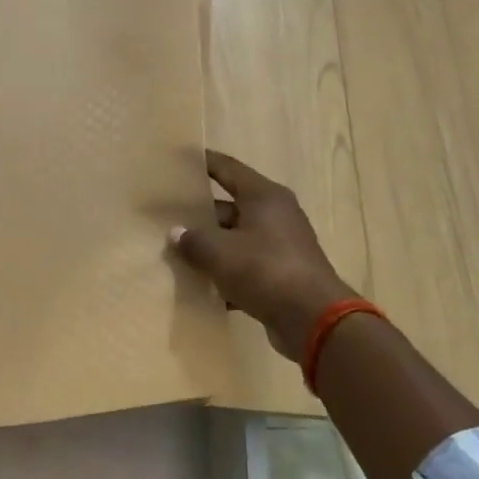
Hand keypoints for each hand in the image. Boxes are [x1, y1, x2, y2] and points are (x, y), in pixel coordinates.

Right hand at [169, 150, 356, 358]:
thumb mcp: (219, 253)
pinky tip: (199, 285)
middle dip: (198, 214)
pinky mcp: (280, 274)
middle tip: (165, 217)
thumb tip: (176, 234)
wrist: (313, 319)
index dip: (203, 162)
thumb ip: (193, 240)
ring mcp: (280, 246)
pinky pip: (244, 266)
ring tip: (175, 252)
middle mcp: (275, 215)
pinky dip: (224, 273)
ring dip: (210, 247)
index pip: (227, 169)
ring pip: (235, 239)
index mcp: (264, 197)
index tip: (178, 159)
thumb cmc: (265, 270)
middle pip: (228, 207)